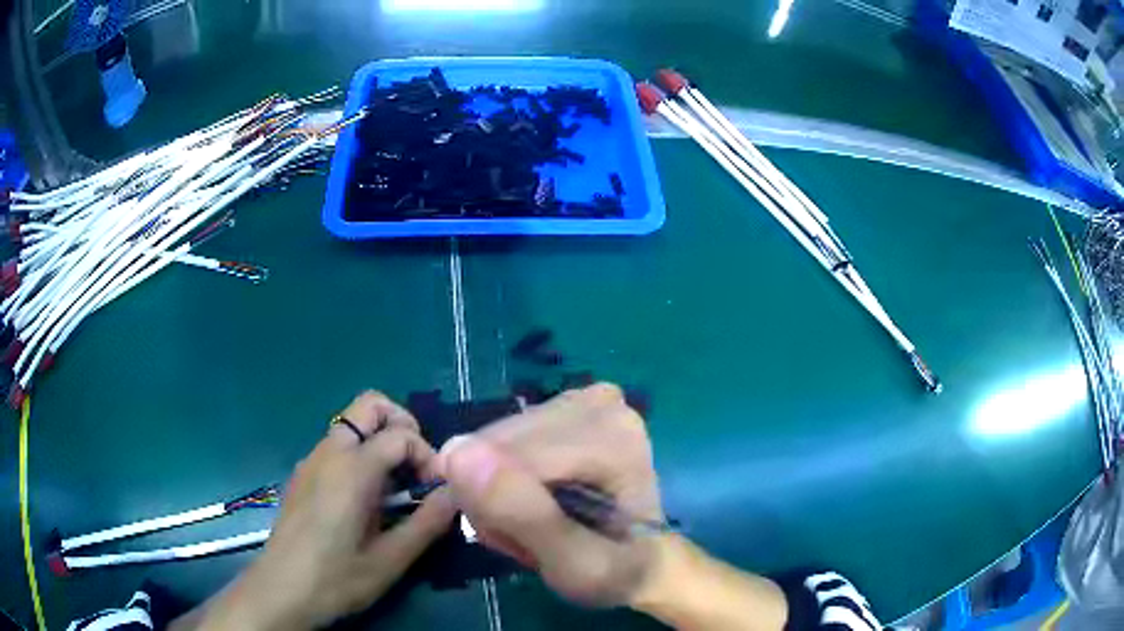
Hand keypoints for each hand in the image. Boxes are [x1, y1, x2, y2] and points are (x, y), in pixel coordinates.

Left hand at [196, 392, 455, 630]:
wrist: (281, 591)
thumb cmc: (337, 579)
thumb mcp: (391, 560)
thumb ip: (428, 522)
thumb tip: (456, 494)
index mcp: (352, 469)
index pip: (401, 435)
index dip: (429, 456)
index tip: (436, 491)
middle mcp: (329, 452)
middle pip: (370, 405)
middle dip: (403, 425)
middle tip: (417, 468)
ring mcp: (311, 460)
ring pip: (352, 425)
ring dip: (381, 442)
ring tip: (396, 489)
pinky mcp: (303, 474)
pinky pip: (337, 445)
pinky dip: (361, 455)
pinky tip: (365, 500)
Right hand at [434, 383, 663, 606]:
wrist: (642, 559)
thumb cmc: (616, 569)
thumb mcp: (574, 564)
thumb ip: (521, 514)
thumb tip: (458, 453)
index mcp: (610, 434)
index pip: (505, 456)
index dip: (494, 508)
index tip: (524, 546)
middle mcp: (597, 403)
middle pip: (497, 444)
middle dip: (494, 496)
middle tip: (528, 537)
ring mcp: (580, 400)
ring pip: (492, 442)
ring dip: (495, 489)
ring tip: (532, 521)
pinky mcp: (563, 405)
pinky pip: (501, 440)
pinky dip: (503, 475)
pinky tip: (532, 498)